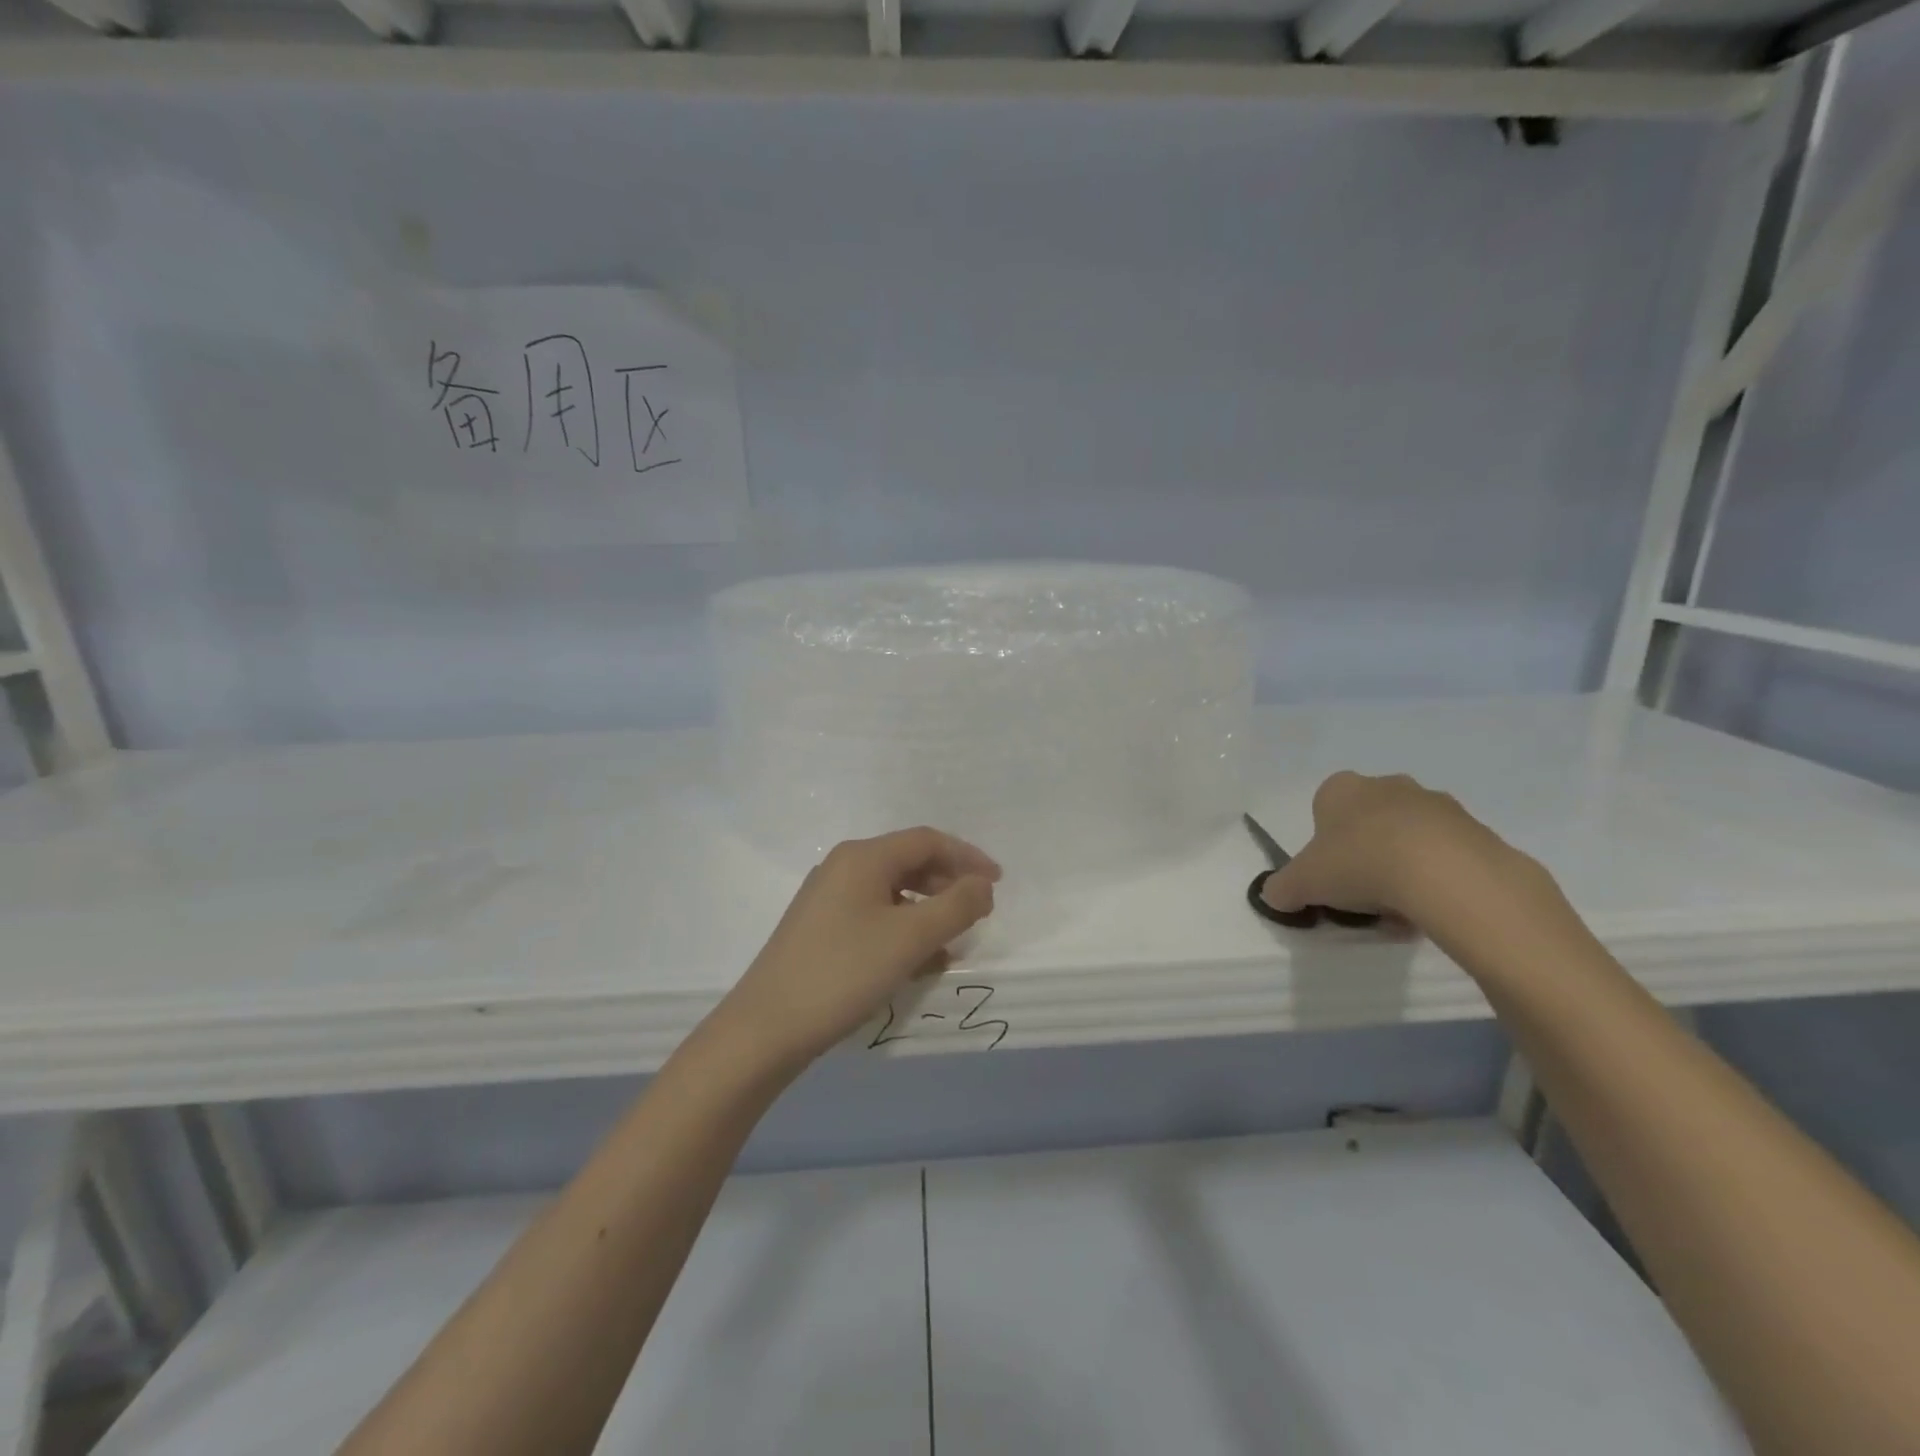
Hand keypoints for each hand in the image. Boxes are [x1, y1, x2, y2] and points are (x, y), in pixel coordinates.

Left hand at [717, 827, 1000, 1069]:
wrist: (766, 1028)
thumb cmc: (843, 972)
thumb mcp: (910, 938)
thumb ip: (956, 906)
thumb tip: (983, 885)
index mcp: (863, 857)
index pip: (927, 841)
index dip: (967, 857)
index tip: (998, 883)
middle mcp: (843, 868)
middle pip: (909, 862)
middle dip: (948, 883)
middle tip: (979, 911)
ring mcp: (828, 899)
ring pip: (892, 893)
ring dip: (928, 911)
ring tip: (953, 941)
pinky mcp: (820, 929)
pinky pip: (874, 916)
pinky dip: (903, 931)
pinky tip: (920, 962)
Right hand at [1261, 770, 1527, 928]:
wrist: (1445, 872)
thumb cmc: (1359, 863)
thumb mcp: (1302, 883)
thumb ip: (1282, 888)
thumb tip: (1274, 896)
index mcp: (1341, 788)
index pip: (1324, 808)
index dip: (1325, 844)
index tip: (1331, 875)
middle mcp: (1387, 785)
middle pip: (1369, 821)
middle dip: (1366, 853)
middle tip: (1364, 894)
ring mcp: (1436, 803)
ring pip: (1409, 837)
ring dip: (1402, 866)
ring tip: (1402, 910)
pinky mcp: (1476, 829)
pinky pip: (1446, 854)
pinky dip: (1437, 877)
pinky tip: (1433, 907)